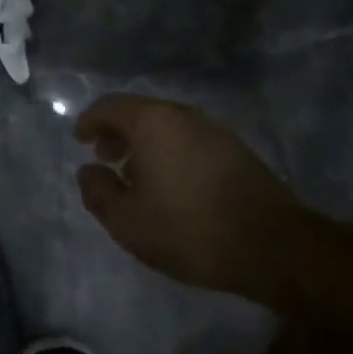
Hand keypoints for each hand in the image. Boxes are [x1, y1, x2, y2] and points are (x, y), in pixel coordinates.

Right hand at [74, 93, 305, 304]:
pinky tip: (171, 185)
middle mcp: (184, 116)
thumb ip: (98, 191)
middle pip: (141, 112)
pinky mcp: (238, 152)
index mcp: (153, 122)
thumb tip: (88, 171)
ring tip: (135, 176)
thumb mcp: (126, 220)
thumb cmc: (188, 229)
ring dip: (145, 144)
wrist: (273, 246)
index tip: (79, 139)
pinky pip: (190, 141)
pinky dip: (170, 153)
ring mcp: (216, 131)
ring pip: (168, 127)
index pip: (110, 106)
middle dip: (117, 132)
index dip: (90, 121)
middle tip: (104, 158)